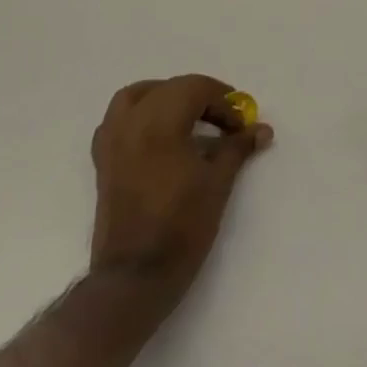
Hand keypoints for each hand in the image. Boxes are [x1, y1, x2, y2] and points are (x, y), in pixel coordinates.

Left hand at [90, 74, 274, 312]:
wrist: (135, 277)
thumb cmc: (181, 226)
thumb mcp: (218, 183)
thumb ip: (238, 148)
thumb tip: (262, 129)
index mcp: (159, 124)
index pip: (195, 89)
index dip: (223, 101)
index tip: (241, 124)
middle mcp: (132, 124)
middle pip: (169, 89)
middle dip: (200, 97)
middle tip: (224, 119)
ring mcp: (112, 142)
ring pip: (137, 97)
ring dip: (166, 96)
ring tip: (189, 114)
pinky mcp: (104, 162)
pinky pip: (118, 120)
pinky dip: (140, 114)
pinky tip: (158, 134)